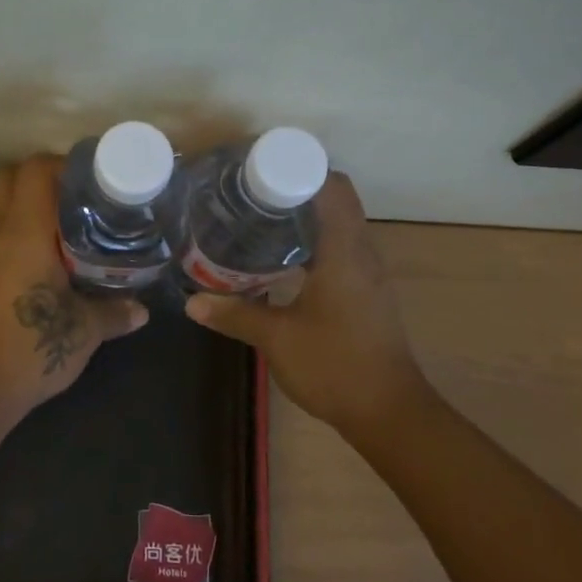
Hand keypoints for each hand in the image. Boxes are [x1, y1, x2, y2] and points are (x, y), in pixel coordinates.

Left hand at [0, 154, 148, 419]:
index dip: (64, 163)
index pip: (35, 170)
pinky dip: (24, 234)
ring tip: (75, 225)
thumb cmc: (29, 348)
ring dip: (33, 207)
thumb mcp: (83, 331)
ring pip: (3, 209)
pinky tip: (53, 259)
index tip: (95, 176)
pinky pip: (1, 238)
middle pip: (10, 179)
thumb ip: (114, 313)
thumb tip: (141, 309)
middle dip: (45, 177)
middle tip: (82, 195)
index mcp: (25, 232)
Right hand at [184, 173, 424, 432]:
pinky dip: (314, 241)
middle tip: (250, 192)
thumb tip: (193, 301)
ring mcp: (368, 273)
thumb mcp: (277, 339)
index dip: (300, 168)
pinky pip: (341, 248)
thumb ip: (235, 314)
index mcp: (344, 251)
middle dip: (296, 188)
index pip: (333, 187)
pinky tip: (282, 258)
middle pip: (336, 200)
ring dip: (306, 215)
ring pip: (339, 224)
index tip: (260, 168)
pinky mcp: (367, 292)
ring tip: (259, 217)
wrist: (389, 412)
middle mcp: (362, 253)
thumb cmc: (335, 366)